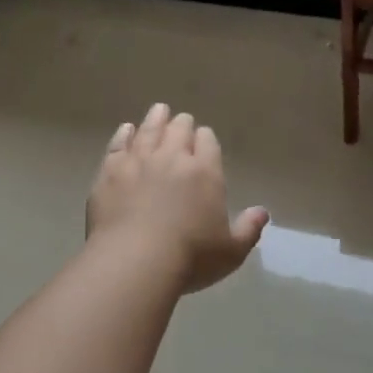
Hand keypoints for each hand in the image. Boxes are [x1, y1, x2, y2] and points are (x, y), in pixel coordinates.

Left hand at [87, 103, 269, 292]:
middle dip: (182, 124)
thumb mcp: (232, 251)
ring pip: (149, 131)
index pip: (208, 142)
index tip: (204, 138)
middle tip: (182, 121)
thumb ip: (249, 229)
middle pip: (178, 130)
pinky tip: (126, 130)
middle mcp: (172, 158)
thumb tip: (262, 212)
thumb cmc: (191, 258)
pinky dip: (124, 135)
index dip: (206, 138)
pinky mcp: (109, 173)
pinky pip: (118, 145)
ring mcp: (138, 162)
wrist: (135, 262)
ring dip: (156, 119)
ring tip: (159, 110)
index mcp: (205, 172)